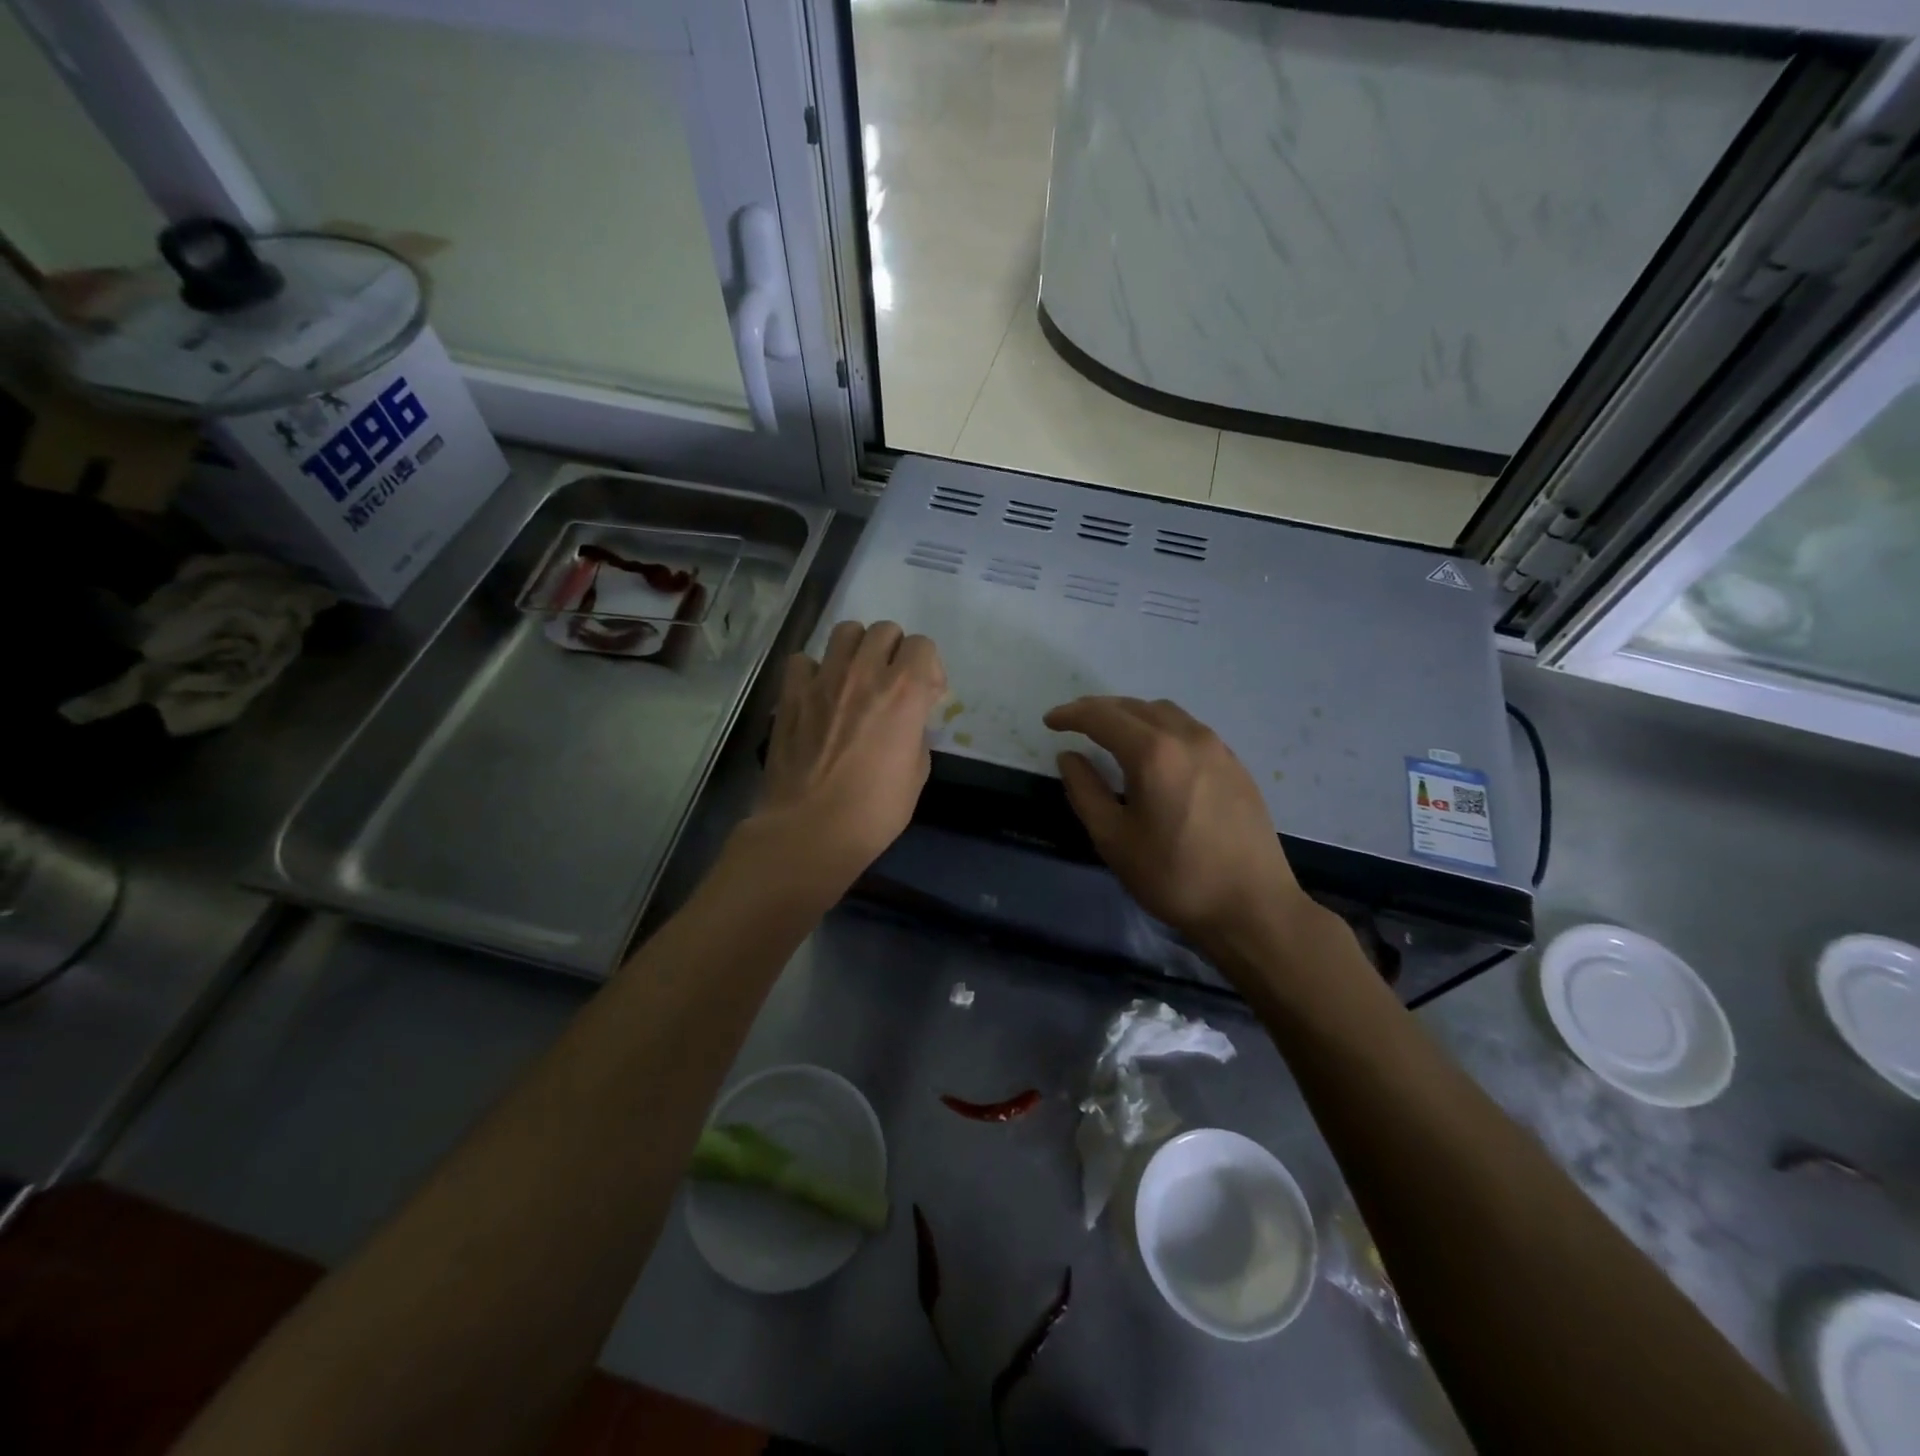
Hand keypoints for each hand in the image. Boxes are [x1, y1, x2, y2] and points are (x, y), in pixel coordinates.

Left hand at [755, 620, 946, 882]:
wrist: (811, 830)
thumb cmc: (874, 810)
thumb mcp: (917, 773)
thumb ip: (916, 733)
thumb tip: (907, 721)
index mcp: (905, 691)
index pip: (923, 646)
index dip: (929, 668)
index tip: (927, 695)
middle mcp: (865, 672)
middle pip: (885, 630)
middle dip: (895, 651)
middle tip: (891, 683)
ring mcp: (824, 679)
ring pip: (846, 631)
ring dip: (857, 649)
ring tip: (855, 678)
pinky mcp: (791, 693)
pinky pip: (804, 660)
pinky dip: (814, 670)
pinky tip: (818, 693)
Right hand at [1044, 696, 1316, 953]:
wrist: (1251, 906)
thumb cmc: (1174, 876)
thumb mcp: (1113, 839)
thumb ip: (1085, 791)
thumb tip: (1069, 757)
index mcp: (1153, 753)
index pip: (1102, 717)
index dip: (1071, 715)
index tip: (1049, 721)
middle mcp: (1187, 737)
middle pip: (1134, 707)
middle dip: (1099, 710)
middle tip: (1073, 723)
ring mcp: (1217, 748)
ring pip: (1165, 713)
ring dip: (1132, 715)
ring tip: (1111, 732)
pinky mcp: (1235, 764)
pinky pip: (1189, 729)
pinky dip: (1160, 727)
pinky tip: (1154, 751)